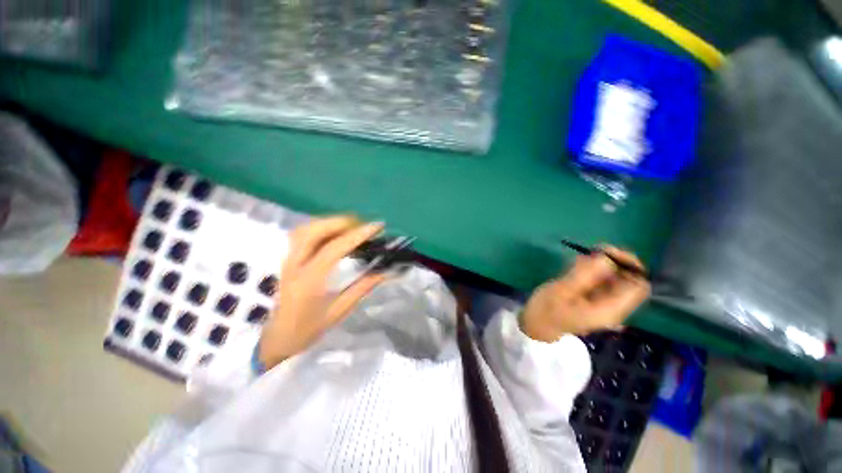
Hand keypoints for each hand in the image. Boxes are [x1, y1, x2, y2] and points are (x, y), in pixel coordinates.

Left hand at [259, 216, 386, 369]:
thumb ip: (361, 288)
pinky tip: (334, 233)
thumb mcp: (338, 312)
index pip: (334, 248)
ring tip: (351, 227)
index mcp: (309, 281)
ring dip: (330, 223)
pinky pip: (303, 234)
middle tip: (363, 226)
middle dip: (342, 222)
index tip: (377, 226)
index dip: (357, 235)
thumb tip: (384, 272)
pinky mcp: (287, 259)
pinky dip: (321, 227)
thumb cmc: (306, 330)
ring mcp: (287, 260)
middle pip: (315, 230)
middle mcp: (295, 265)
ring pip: (306, 229)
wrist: (274, 339)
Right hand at [521, 246, 650, 341]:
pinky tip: (578, 265)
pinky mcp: (594, 299)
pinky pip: (603, 281)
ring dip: (603, 265)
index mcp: (610, 310)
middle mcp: (614, 308)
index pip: (639, 286)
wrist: (536, 326)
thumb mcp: (561, 291)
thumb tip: (606, 258)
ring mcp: (604, 304)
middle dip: (615, 262)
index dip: (630, 265)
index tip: (608, 252)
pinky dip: (594, 270)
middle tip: (593, 250)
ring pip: (616, 279)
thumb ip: (583, 276)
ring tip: (581, 258)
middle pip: (629, 280)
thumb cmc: (546, 310)